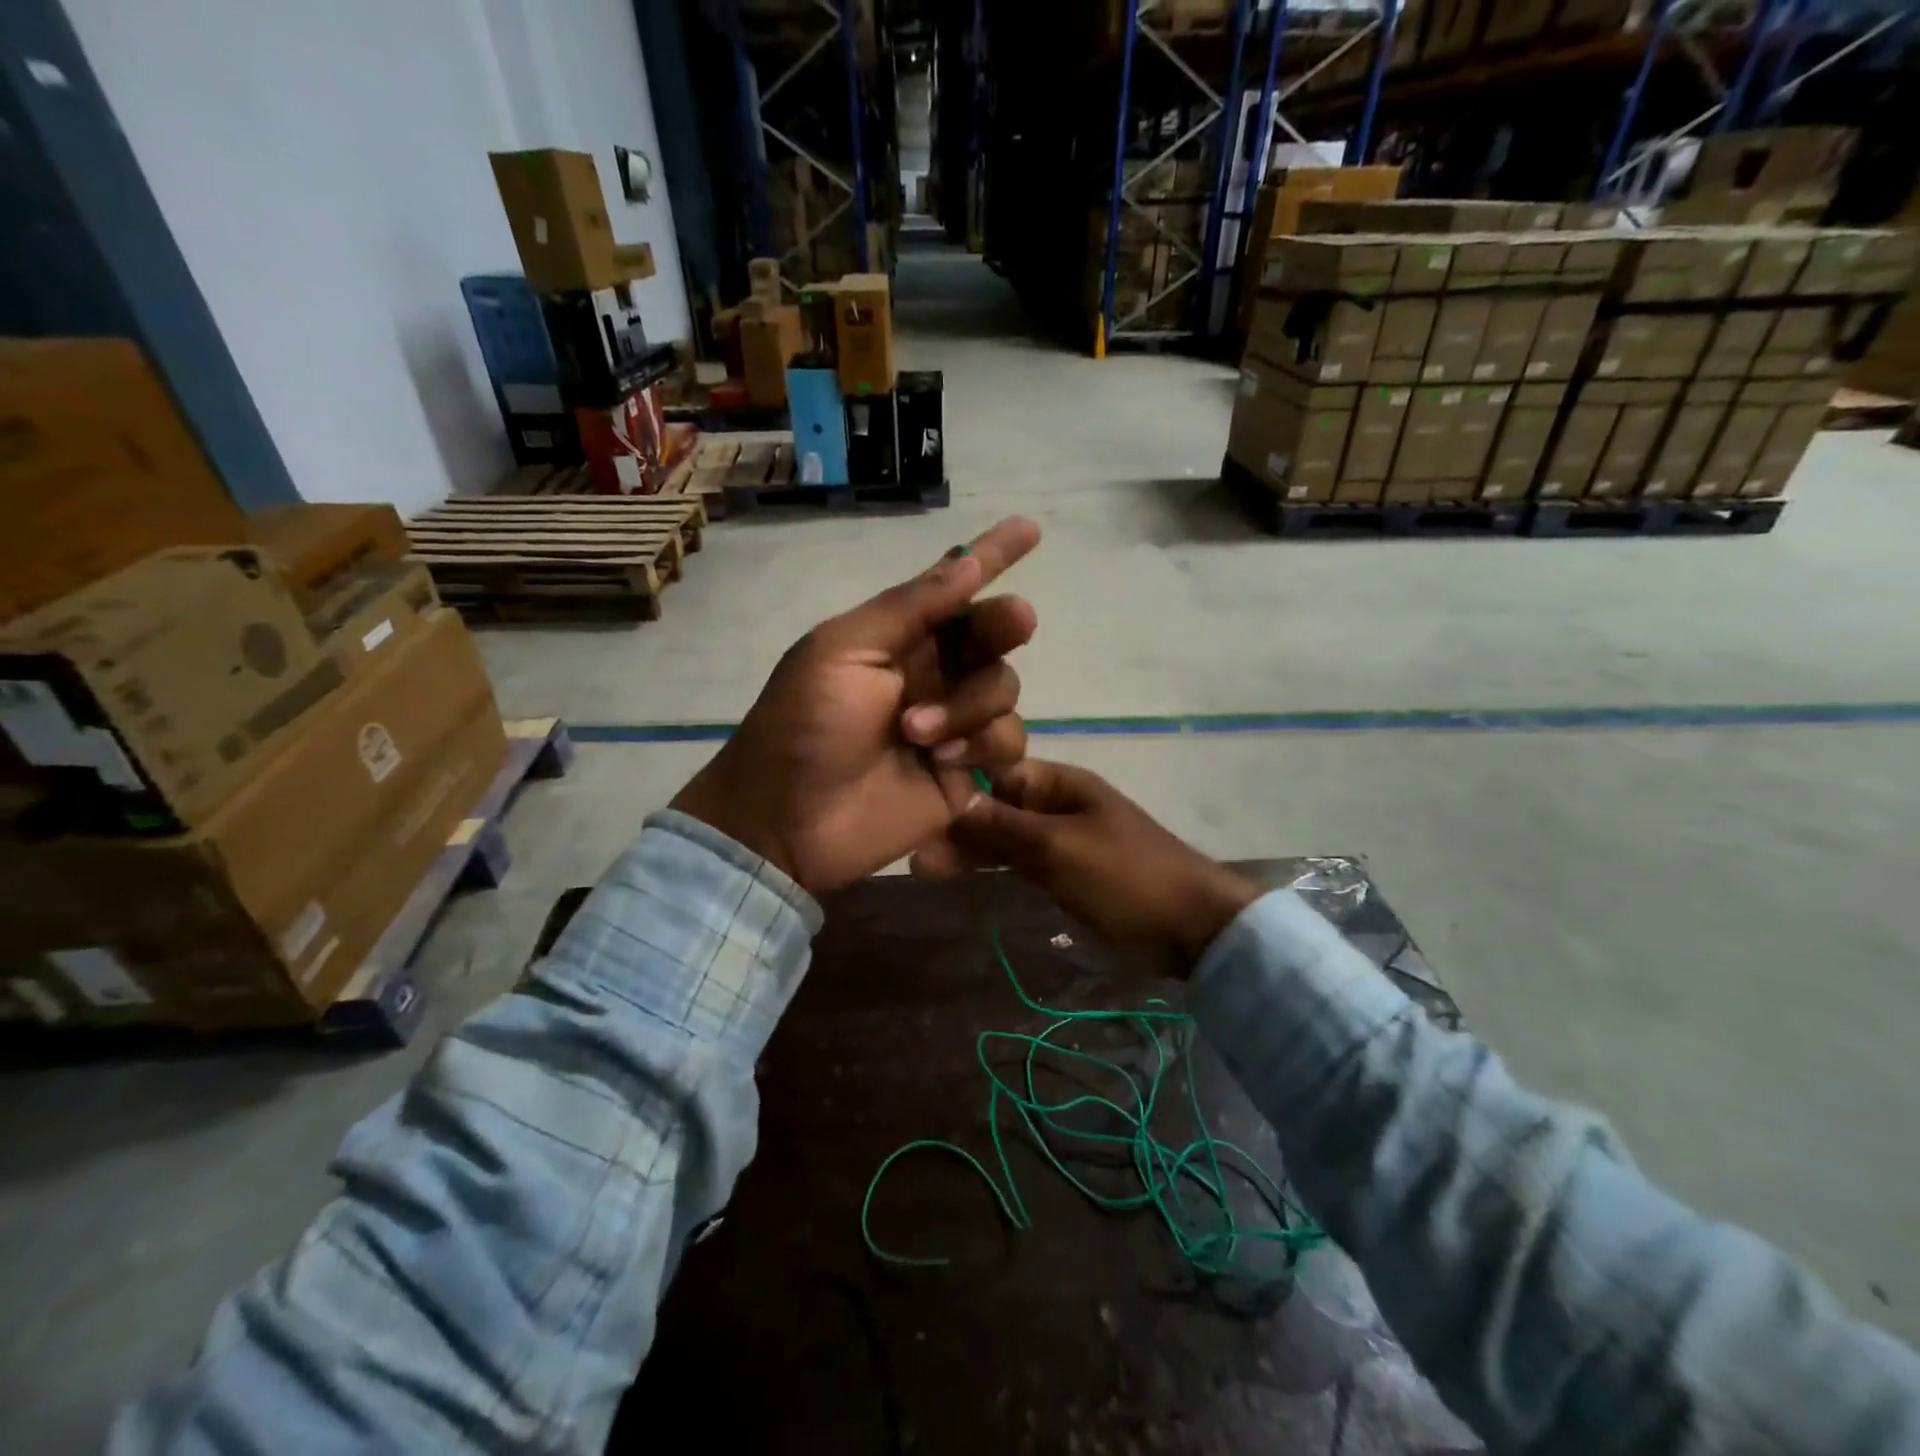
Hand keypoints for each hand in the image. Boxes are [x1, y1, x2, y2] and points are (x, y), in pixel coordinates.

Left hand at [670, 517, 1040, 895]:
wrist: (788, 821)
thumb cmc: (804, 726)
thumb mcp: (843, 651)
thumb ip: (910, 609)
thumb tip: (968, 562)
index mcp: (897, 637)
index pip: (953, 589)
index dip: (992, 557)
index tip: (1030, 529)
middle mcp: (931, 673)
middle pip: (993, 635)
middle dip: (1004, 625)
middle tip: (1012, 624)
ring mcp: (951, 723)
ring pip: (1004, 689)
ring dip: (969, 706)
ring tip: (918, 734)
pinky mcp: (965, 771)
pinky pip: (1008, 743)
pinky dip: (983, 745)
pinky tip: (941, 761)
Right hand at [947, 760, 1259, 978]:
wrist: (1192, 927)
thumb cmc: (1124, 877)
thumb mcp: (1059, 848)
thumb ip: (1004, 827)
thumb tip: (953, 805)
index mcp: (1061, 783)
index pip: (998, 773)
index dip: (961, 787)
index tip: (920, 806)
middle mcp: (1059, 804)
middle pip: (999, 807)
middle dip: (960, 827)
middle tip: (917, 856)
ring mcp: (1064, 840)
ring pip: (1007, 838)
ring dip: (972, 850)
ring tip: (925, 870)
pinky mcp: (1069, 873)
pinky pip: (1024, 862)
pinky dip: (997, 868)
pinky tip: (965, 877)